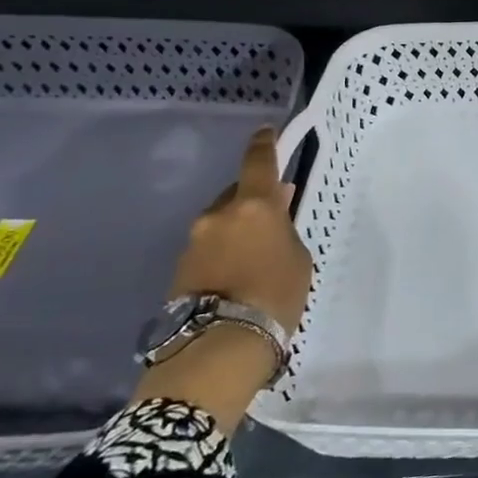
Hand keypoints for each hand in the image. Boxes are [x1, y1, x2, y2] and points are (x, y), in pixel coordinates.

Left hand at [134, 127, 313, 433]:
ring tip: (258, 251)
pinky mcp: (181, 267)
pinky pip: (210, 245)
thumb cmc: (275, 295)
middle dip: (254, 199)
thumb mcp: (297, 257)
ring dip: (238, 227)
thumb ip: (285, 227)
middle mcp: (218, 215)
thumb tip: (276, 208)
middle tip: (274, 214)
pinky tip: (239, 270)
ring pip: (222, 221)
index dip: (264, 144)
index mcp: (253, 205)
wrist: (220, 345)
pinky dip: (225, 249)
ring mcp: (194, 241)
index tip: (266, 131)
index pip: (258, 162)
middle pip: (238, 194)